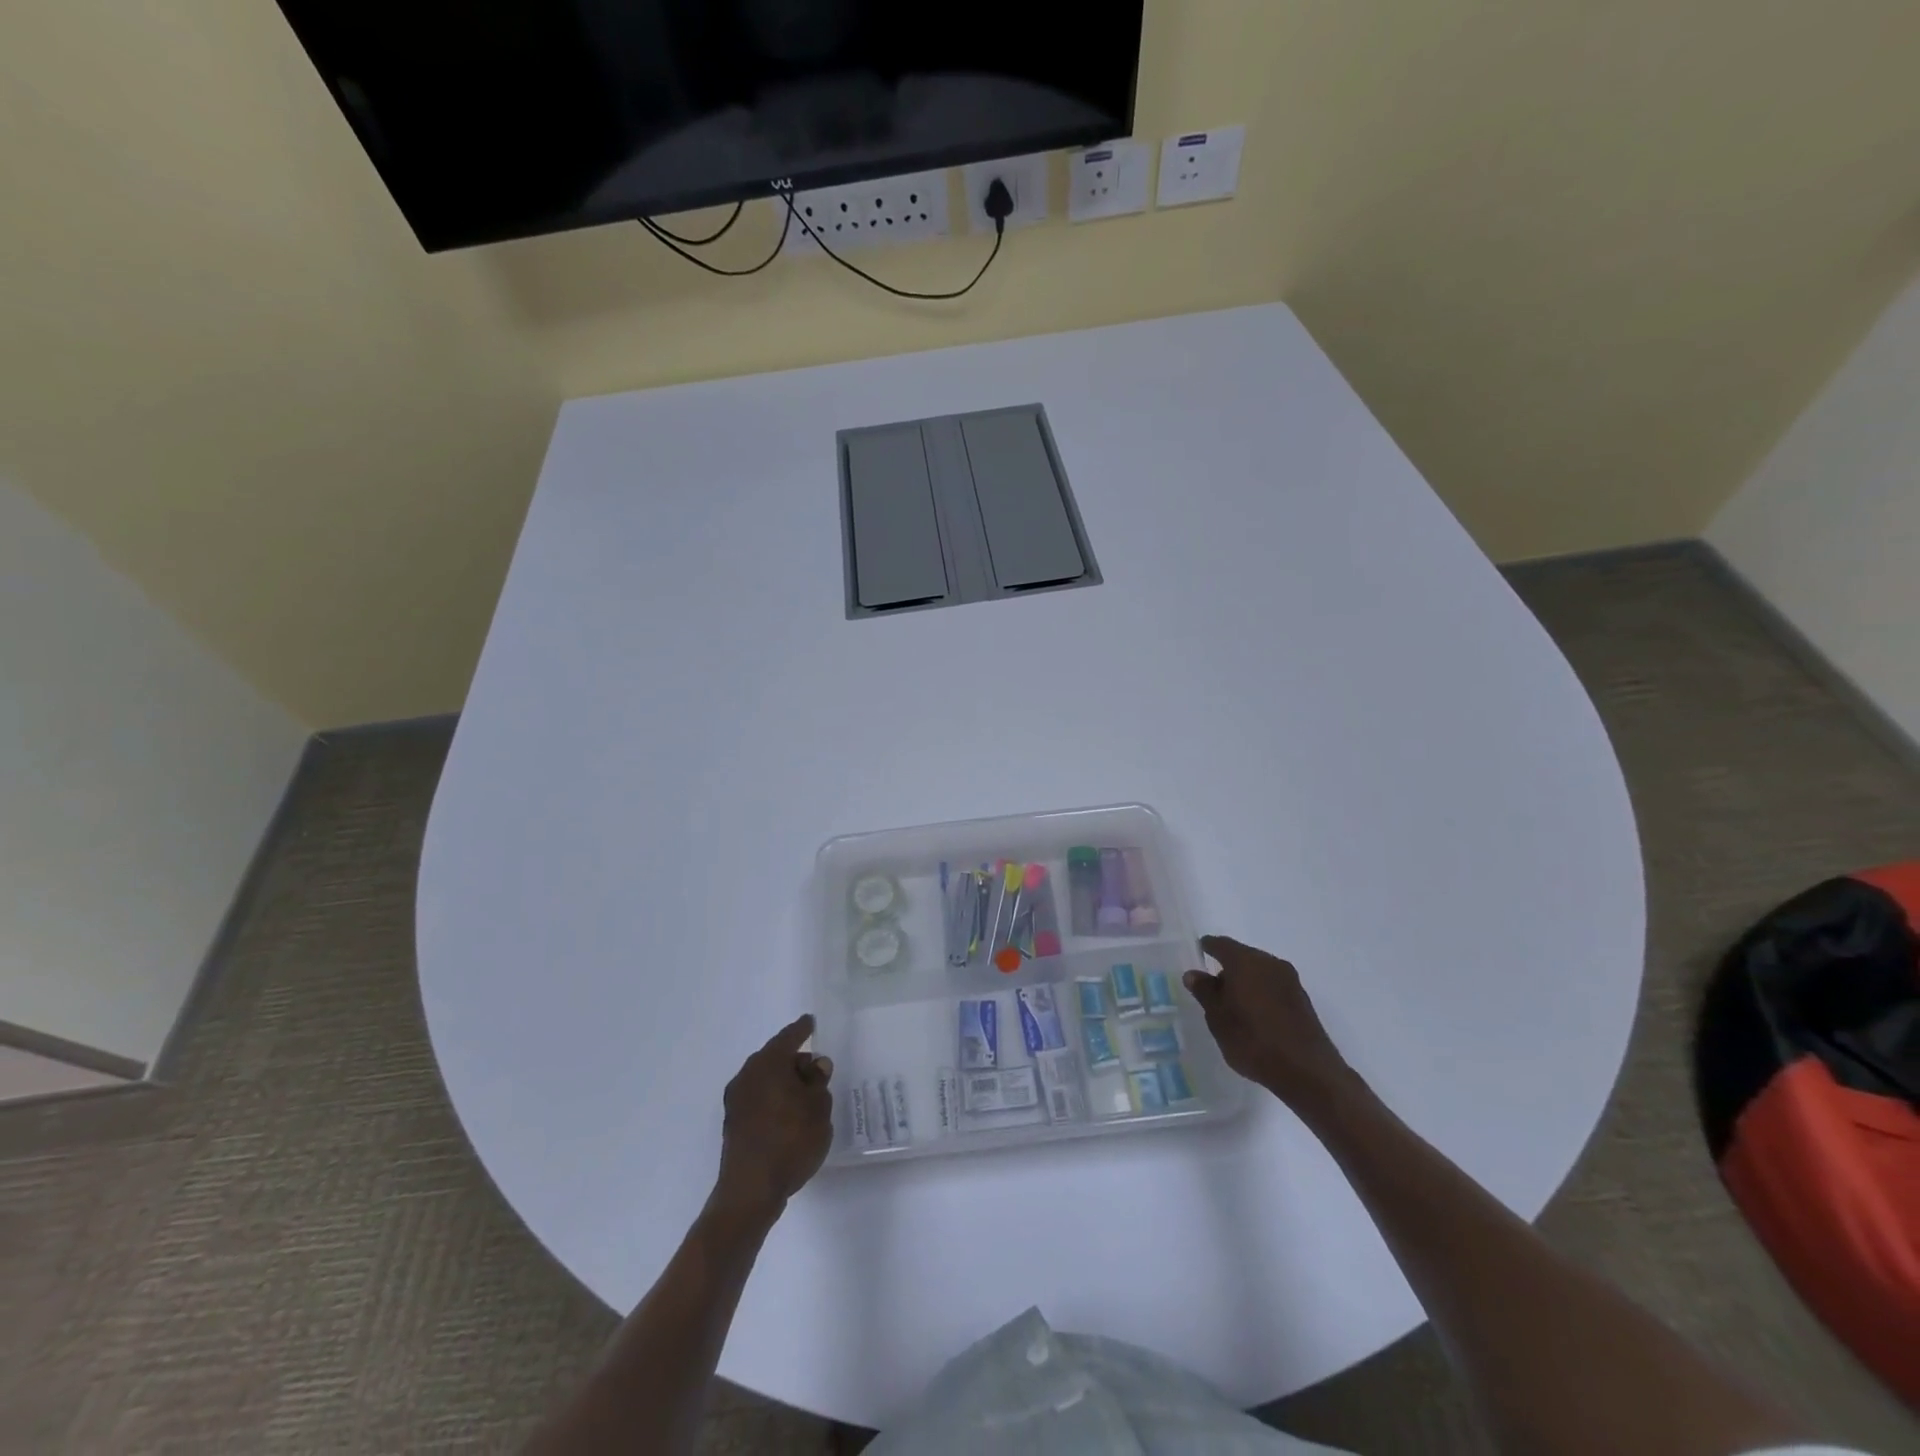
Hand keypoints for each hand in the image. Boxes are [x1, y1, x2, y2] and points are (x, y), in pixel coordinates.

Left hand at [713, 1015, 833, 1221]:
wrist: (751, 1190)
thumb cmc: (791, 1140)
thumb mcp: (818, 1107)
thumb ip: (818, 1081)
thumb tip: (814, 1064)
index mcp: (768, 1063)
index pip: (789, 1037)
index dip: (802, 1030)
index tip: (810, 1022)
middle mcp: (747, 1075)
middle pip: (774, 1058)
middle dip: (794, 1061)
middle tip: (815, 1069)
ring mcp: (736, 1101)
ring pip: (765, 1080)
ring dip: (783, 1082)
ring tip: (805, 1095)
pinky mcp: (733, 1124)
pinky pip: (758, 1099)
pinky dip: (773, 1099)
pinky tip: (788, 1114)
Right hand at [1185, 936, 1354, 1110]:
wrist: (1307, 1071)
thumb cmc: (1253, 1040)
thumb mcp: (1218, 1018)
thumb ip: (1205, 992)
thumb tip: (1193, 974)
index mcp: (1245, 961)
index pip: (1221, 944)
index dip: (1208, 947)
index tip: (1199, 952)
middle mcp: (1269, 963)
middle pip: (1242, 956)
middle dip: (1227, 968)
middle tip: (1212, 987)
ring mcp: (1289, 980)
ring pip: (1259, 972)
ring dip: (1245, 982)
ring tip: (1232, 1005)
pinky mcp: (1302, 999)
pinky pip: (1273, 986)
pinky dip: (1260, 993)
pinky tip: (1254, 1015)